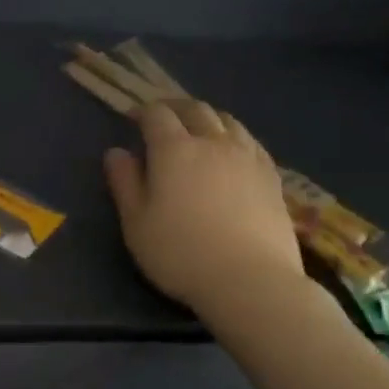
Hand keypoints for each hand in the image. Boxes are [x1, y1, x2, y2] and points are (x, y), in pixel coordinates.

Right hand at [104, 101, 305, 311]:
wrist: (250, 280)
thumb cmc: (180, 253)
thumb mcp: (136, 223)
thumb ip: (124, 183)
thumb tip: (116, 152)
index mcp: (174, 150)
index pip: (157, 115)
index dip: (142, 112)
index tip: (132, 119)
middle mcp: (213, 142)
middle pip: (195, 110)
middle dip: (175, 108)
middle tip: (163, 118)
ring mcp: (247, 157)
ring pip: (227, 121)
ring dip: (207, 118)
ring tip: (198, 130)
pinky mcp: (271, 176)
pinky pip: (251, 141)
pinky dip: (234, 136)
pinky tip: (232, 151)